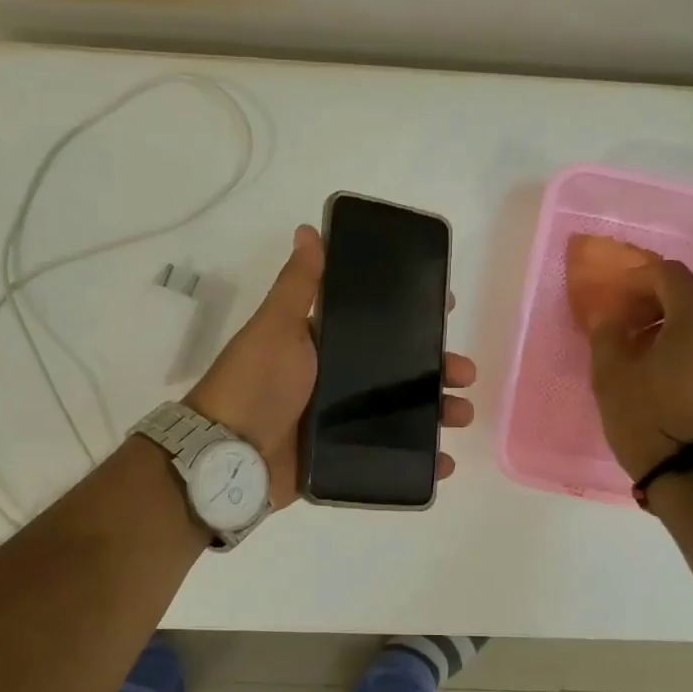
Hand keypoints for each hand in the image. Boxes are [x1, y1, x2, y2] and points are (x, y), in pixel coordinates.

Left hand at [186, 224, 477, 506]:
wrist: (229, 455)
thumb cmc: (256, 382)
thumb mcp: (277, 326)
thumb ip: (299, 284)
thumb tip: (308, 229)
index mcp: (325, 345)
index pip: (379, 325)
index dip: (414, 317)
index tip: (447, 307)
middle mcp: (337, 381)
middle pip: (400, 371)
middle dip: (437, 369)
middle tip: (463, 372)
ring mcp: (342, 423)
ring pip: (403, 414)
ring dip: (438, 412)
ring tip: (460, 414)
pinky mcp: (343, 460)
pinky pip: (390, 459)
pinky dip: (421, 462)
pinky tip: (444, 462)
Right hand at [589, 259, 692, 480]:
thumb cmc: (649, 416)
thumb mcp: (612, 373)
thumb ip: (607, 333)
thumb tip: (607, 314)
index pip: (668, 273)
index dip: (637, 279)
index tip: (615, 299)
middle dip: (658, 301)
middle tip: (628, 323)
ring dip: (678, 325)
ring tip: (647, 351)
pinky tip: (671, 374)